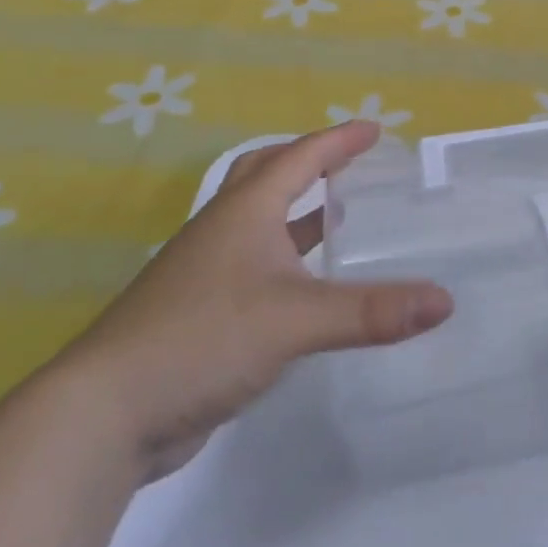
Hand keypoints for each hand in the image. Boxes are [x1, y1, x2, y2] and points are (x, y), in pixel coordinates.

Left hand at [58, 121, 453, 479]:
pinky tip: (307, 285)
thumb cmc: (201, 340)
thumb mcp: (295, 321)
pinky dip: (286, 258)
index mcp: (245, 213)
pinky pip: (255, 264)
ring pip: (259, 222)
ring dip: (297, 211)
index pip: (299, 158)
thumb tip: (444, 300)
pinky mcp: (201, 311)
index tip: (375, 130)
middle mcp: (224, 231)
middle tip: (349, 163)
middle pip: (266, 175)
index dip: (339, 141)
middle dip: (309, 162)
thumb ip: (371, 311)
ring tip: (340, 216)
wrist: (102, 416)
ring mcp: (207, 272)